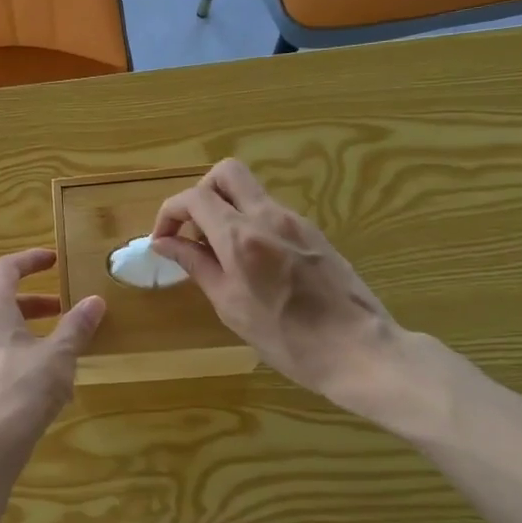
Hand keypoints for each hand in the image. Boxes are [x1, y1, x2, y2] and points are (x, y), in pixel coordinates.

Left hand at [0, 250, 105, 458]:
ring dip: (23, 333)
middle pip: (0, 302)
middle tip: (61, 309)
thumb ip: (76, 326)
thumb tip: (95, 301)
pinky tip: (34, 383)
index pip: (6, 269)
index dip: (31, 260)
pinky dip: (12, 358)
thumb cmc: (21, 391)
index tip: (54, 260)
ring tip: (54, 349)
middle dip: (33, 303)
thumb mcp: (58, 356)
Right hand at [150, 160, 405, 415]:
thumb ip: (196, 265)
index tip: (162, 241)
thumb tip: (164, 243)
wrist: (359, 350)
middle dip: (199, 194)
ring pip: (249, 191)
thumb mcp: (230, 305)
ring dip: (225, 209)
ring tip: (218, 254)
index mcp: (241, 236)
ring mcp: (295, 221)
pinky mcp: (313, 232)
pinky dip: (248, 222)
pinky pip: (269, 211)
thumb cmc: (287, 338)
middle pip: (226, 173)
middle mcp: (268, 216)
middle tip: (192, 231)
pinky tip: (249, 262)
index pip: (194, 198)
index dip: (169, 213)